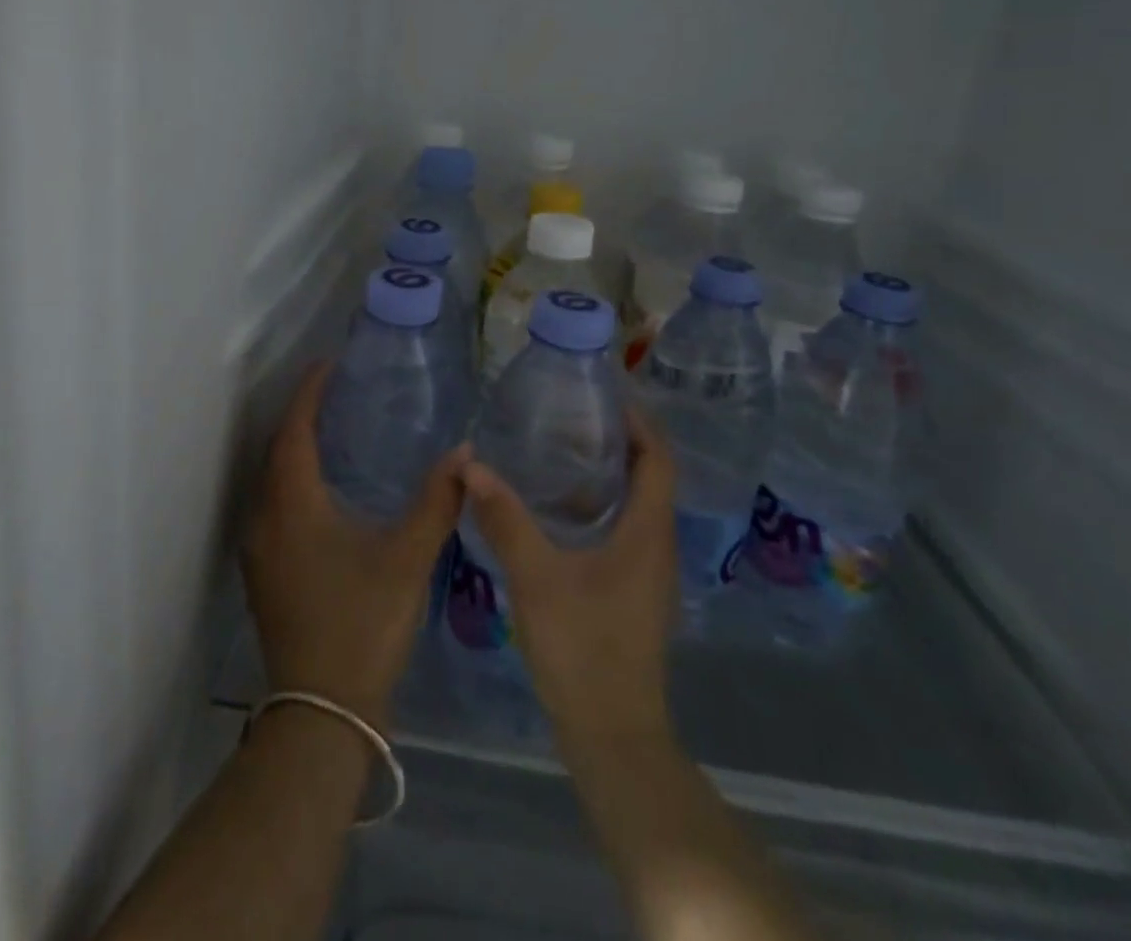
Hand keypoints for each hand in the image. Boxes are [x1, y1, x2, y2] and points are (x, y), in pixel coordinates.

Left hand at [242, 362, 465, 726]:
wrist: (321, 713)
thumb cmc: (363, 625)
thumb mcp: (407, 558)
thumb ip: (437, 501)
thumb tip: (465, 453)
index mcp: (293, 504)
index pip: (294, 430)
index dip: (309, 393)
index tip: (328, 364)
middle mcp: (266, 518)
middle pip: (277, 450)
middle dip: (302, 416)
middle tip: (336, 392)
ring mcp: (259, 549)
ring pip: (271, 480)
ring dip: (294, 449)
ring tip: (333, 431)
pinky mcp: (263, 573)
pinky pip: (272, 505)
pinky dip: (292, 481)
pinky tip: (323, 491)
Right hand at [461, 407, 677, 753]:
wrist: (612, 737)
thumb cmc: (583, 650)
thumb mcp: (536, 578)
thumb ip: (505, 519)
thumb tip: (471, 465)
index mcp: (648, 532)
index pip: (658, 458)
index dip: (639, 421)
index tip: (604, 394)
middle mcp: (658, 545)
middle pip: (650, 476)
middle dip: (619, 440)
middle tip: (572, 415)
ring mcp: (648, 572)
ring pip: (636, 504)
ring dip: (608, 473)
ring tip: (560, 450)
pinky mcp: (633, 592)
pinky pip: (625, 529)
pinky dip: (600, 505)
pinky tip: (557, 510)